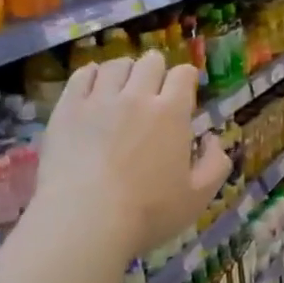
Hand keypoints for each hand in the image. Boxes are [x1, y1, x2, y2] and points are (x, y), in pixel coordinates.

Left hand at [34, 52, 230, 263]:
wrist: (85, 221)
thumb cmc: (147, 213)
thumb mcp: (198, 197)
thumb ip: (216, 164)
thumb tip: (212, 139)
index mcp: (171, 112)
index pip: (184, 73)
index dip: (186, 80)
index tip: (183, 95)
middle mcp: (137, 95)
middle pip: (151, 61)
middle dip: (157, 72)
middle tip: (153, 94)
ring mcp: (99, 98)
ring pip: (116, 64)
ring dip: (125, 73)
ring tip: (122, 91)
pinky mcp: (68, 107)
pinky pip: (83, 75)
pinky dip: (92, 76)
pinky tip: (94, 89)